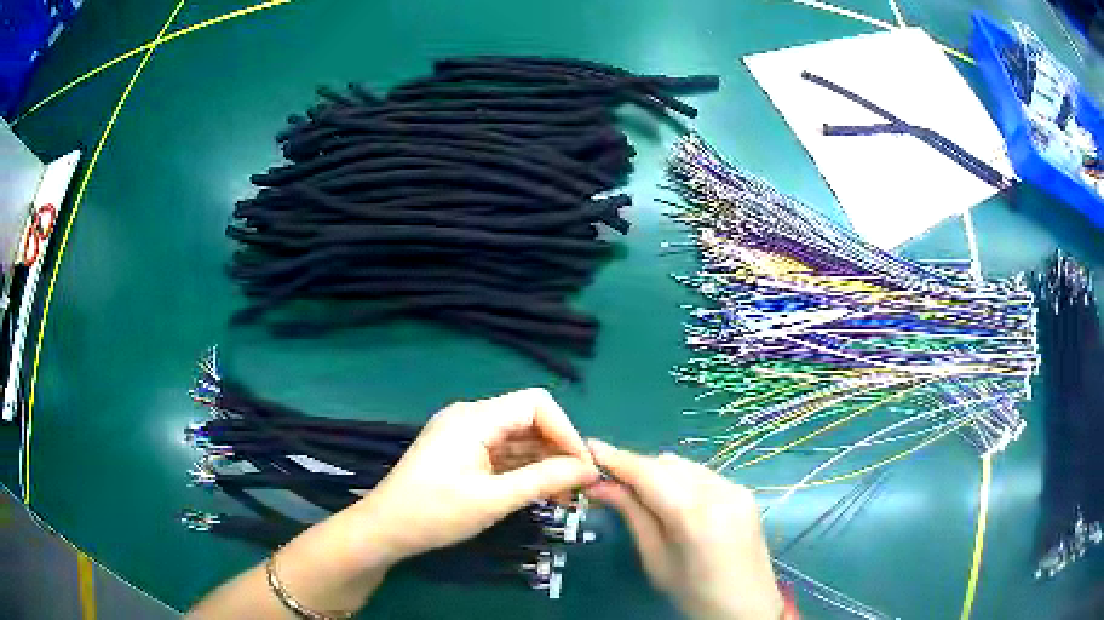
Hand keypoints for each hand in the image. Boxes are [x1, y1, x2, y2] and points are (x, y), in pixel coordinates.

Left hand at [352, 388, 600, 563]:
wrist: (385, 529)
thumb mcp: (493, 499)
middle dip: (558, 449)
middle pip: (529, 419)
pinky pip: (502, 452)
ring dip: (544, 462)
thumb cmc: (435, 513)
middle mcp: (471, 417)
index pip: (536, 404)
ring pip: (518, 438)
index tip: (583, 468)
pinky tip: (540, 492)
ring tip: (567, 496)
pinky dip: (524, 469)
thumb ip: (543, 480)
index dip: (566, 432)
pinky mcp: (461, 452)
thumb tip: (589, 469)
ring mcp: (464, 434)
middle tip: (580, 487)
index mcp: (475, 418)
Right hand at [586, 439, 783, 619]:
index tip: (589, 447)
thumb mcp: (656, 560)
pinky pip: (702, 474)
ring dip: (657, 471)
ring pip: (685, 465)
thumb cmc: (694, 594)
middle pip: (667, 463)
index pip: (649, 474)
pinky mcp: (743, 492)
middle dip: (636, 467)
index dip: (617, 458)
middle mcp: (719, 491)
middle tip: (608, 481)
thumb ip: (632, 515)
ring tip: (636, 491)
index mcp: (695, 515)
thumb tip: (600, 485)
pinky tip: (669, 498)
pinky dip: (679, 479)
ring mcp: (735, 488)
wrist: (747, 606)